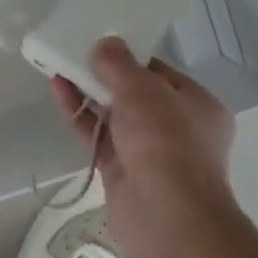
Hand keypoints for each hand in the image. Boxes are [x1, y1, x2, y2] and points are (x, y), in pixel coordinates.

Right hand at [51, 38, 237, 257]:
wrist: (164, 214)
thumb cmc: (165, 141)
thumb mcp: (143, 90)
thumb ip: (119, 64)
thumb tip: (104, 45)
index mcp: (198, 105)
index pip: (161, 74)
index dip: (131, 57)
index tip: (102, 43)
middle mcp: (177, 128)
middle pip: (136, 95)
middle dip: (106, 76)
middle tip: (77, 53)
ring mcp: (148, 153)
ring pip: (114, 116)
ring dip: (89, 92)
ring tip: (60, 66)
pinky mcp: (122, 172)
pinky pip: (98, 136)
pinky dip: (81, 115)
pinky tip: (59, 91)